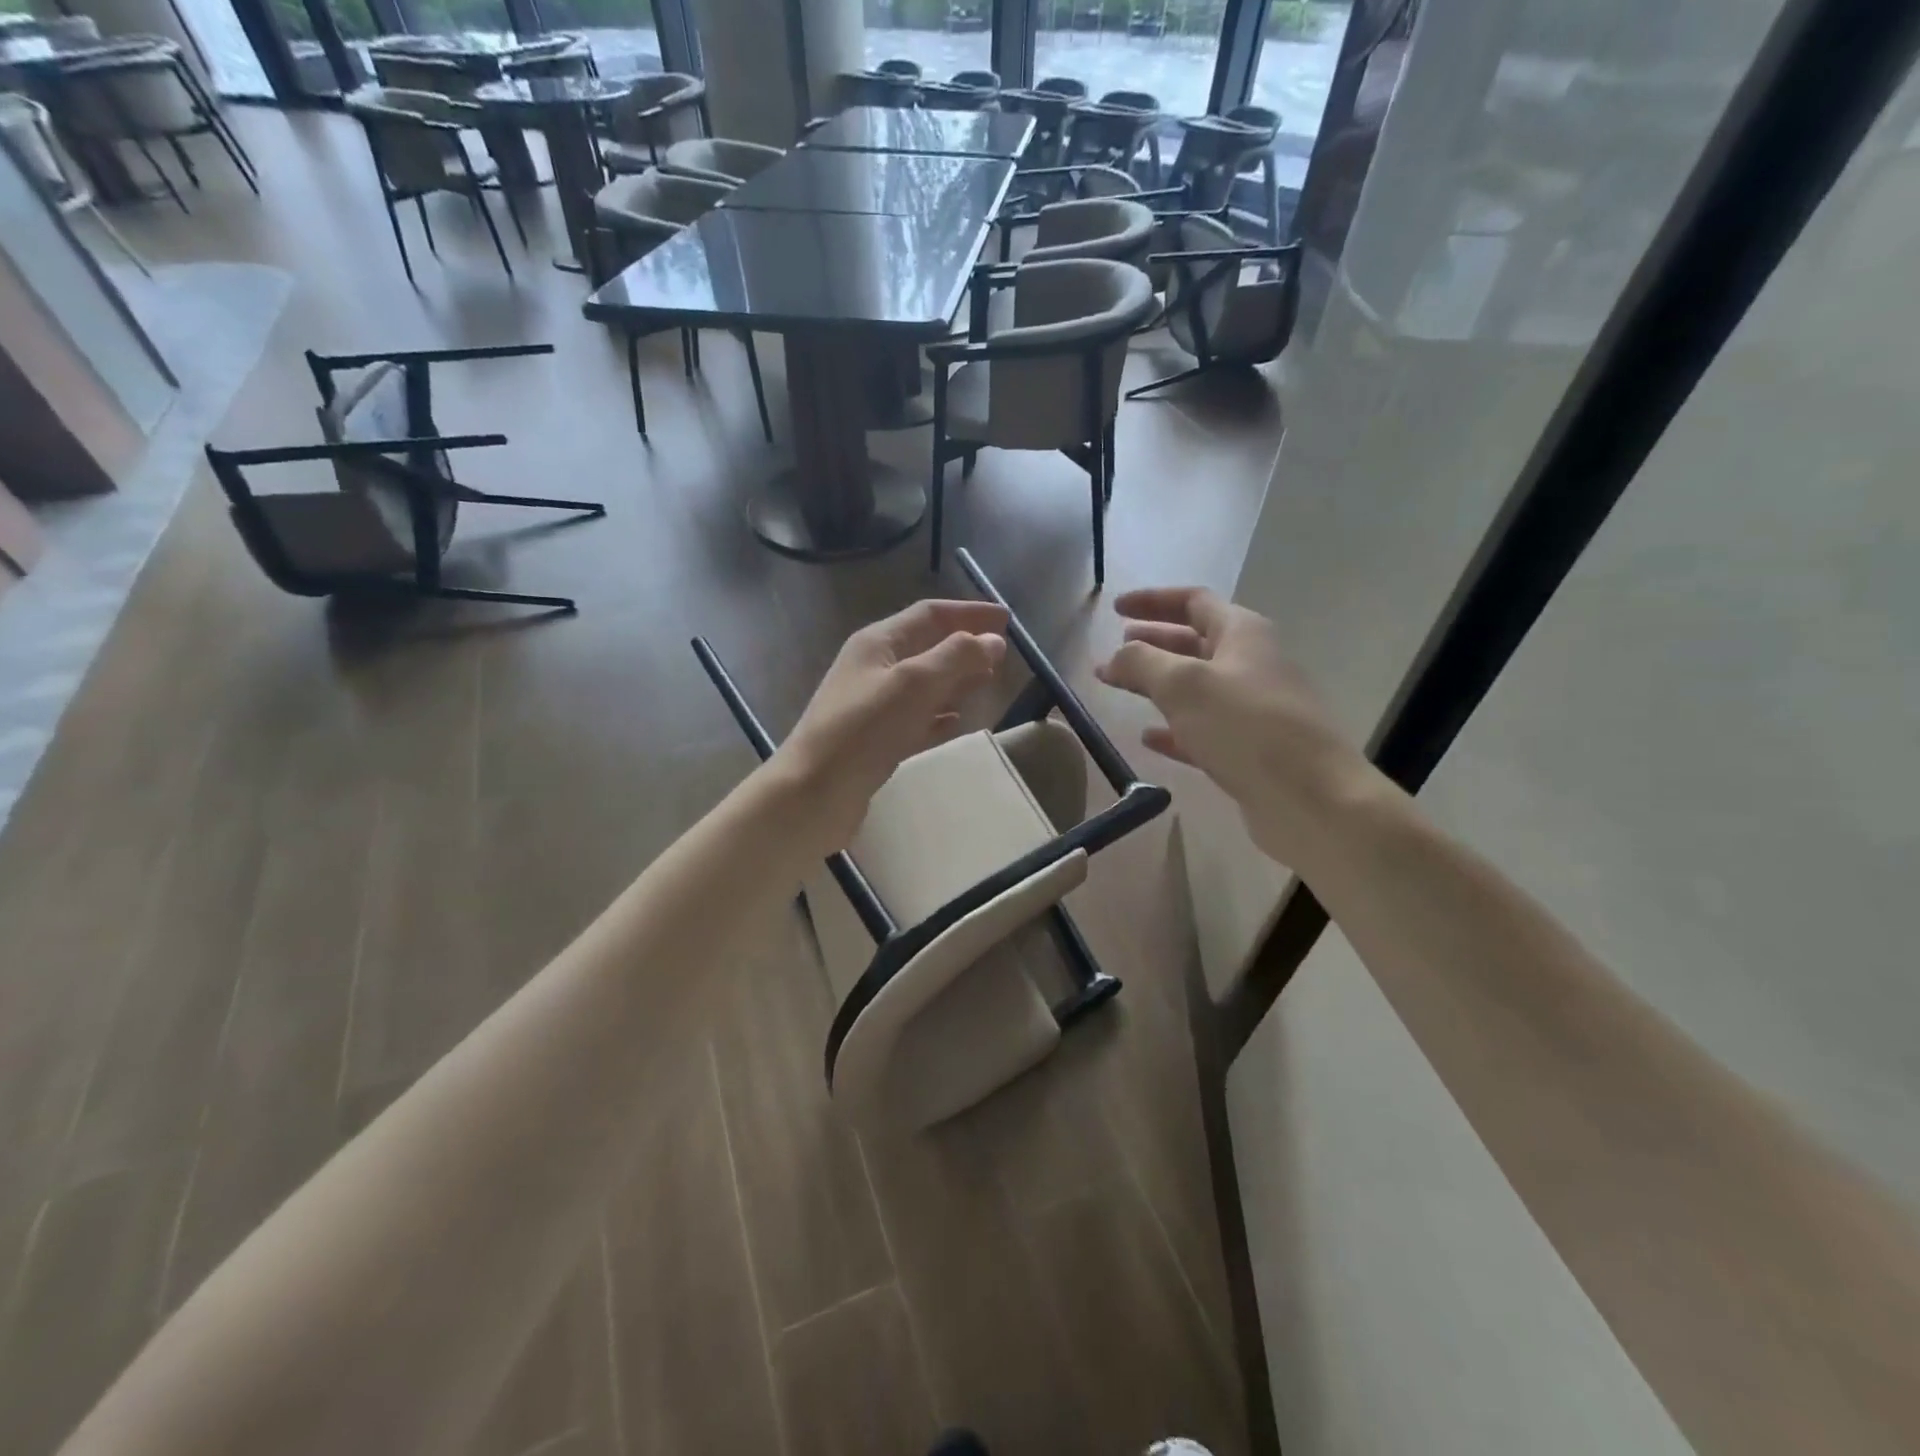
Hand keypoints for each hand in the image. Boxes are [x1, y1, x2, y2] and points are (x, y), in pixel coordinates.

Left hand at [771, 599, 1008, 849]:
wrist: (814, 792)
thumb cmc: (864, 729)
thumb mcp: (914, 684)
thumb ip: (956, 658)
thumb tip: (993, 640)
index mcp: (878, 642)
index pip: (930, 614)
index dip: (969, 613)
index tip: (1006, 619)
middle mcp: (873, 667)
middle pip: (927, 646)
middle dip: (964, 646)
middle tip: (1002, 653)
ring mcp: (873, 705)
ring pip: (923, 683)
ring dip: (955, 679)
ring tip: (988, 682)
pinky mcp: (875, 740)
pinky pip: (915, 718)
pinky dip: (938, 715)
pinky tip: (956, 722)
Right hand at [1095, 586, 1383, 867]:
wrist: (1310, 798)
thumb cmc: (1246, 727)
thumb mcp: (1184, 685)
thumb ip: (1142, 663)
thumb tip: (1116, 656)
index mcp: (1242, 634)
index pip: (1193, 601)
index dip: (1152, 600)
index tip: (1115, 609)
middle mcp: (1251, 664)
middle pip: (1193, 643)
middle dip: (1151, 644)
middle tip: (1114, 653)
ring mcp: (1253, 709)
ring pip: (1196, 688)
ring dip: (1157, 685)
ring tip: (1120, 689)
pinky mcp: (1250, 750)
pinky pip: (1203, 730)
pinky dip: (1174, 728)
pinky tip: (1148, 738)